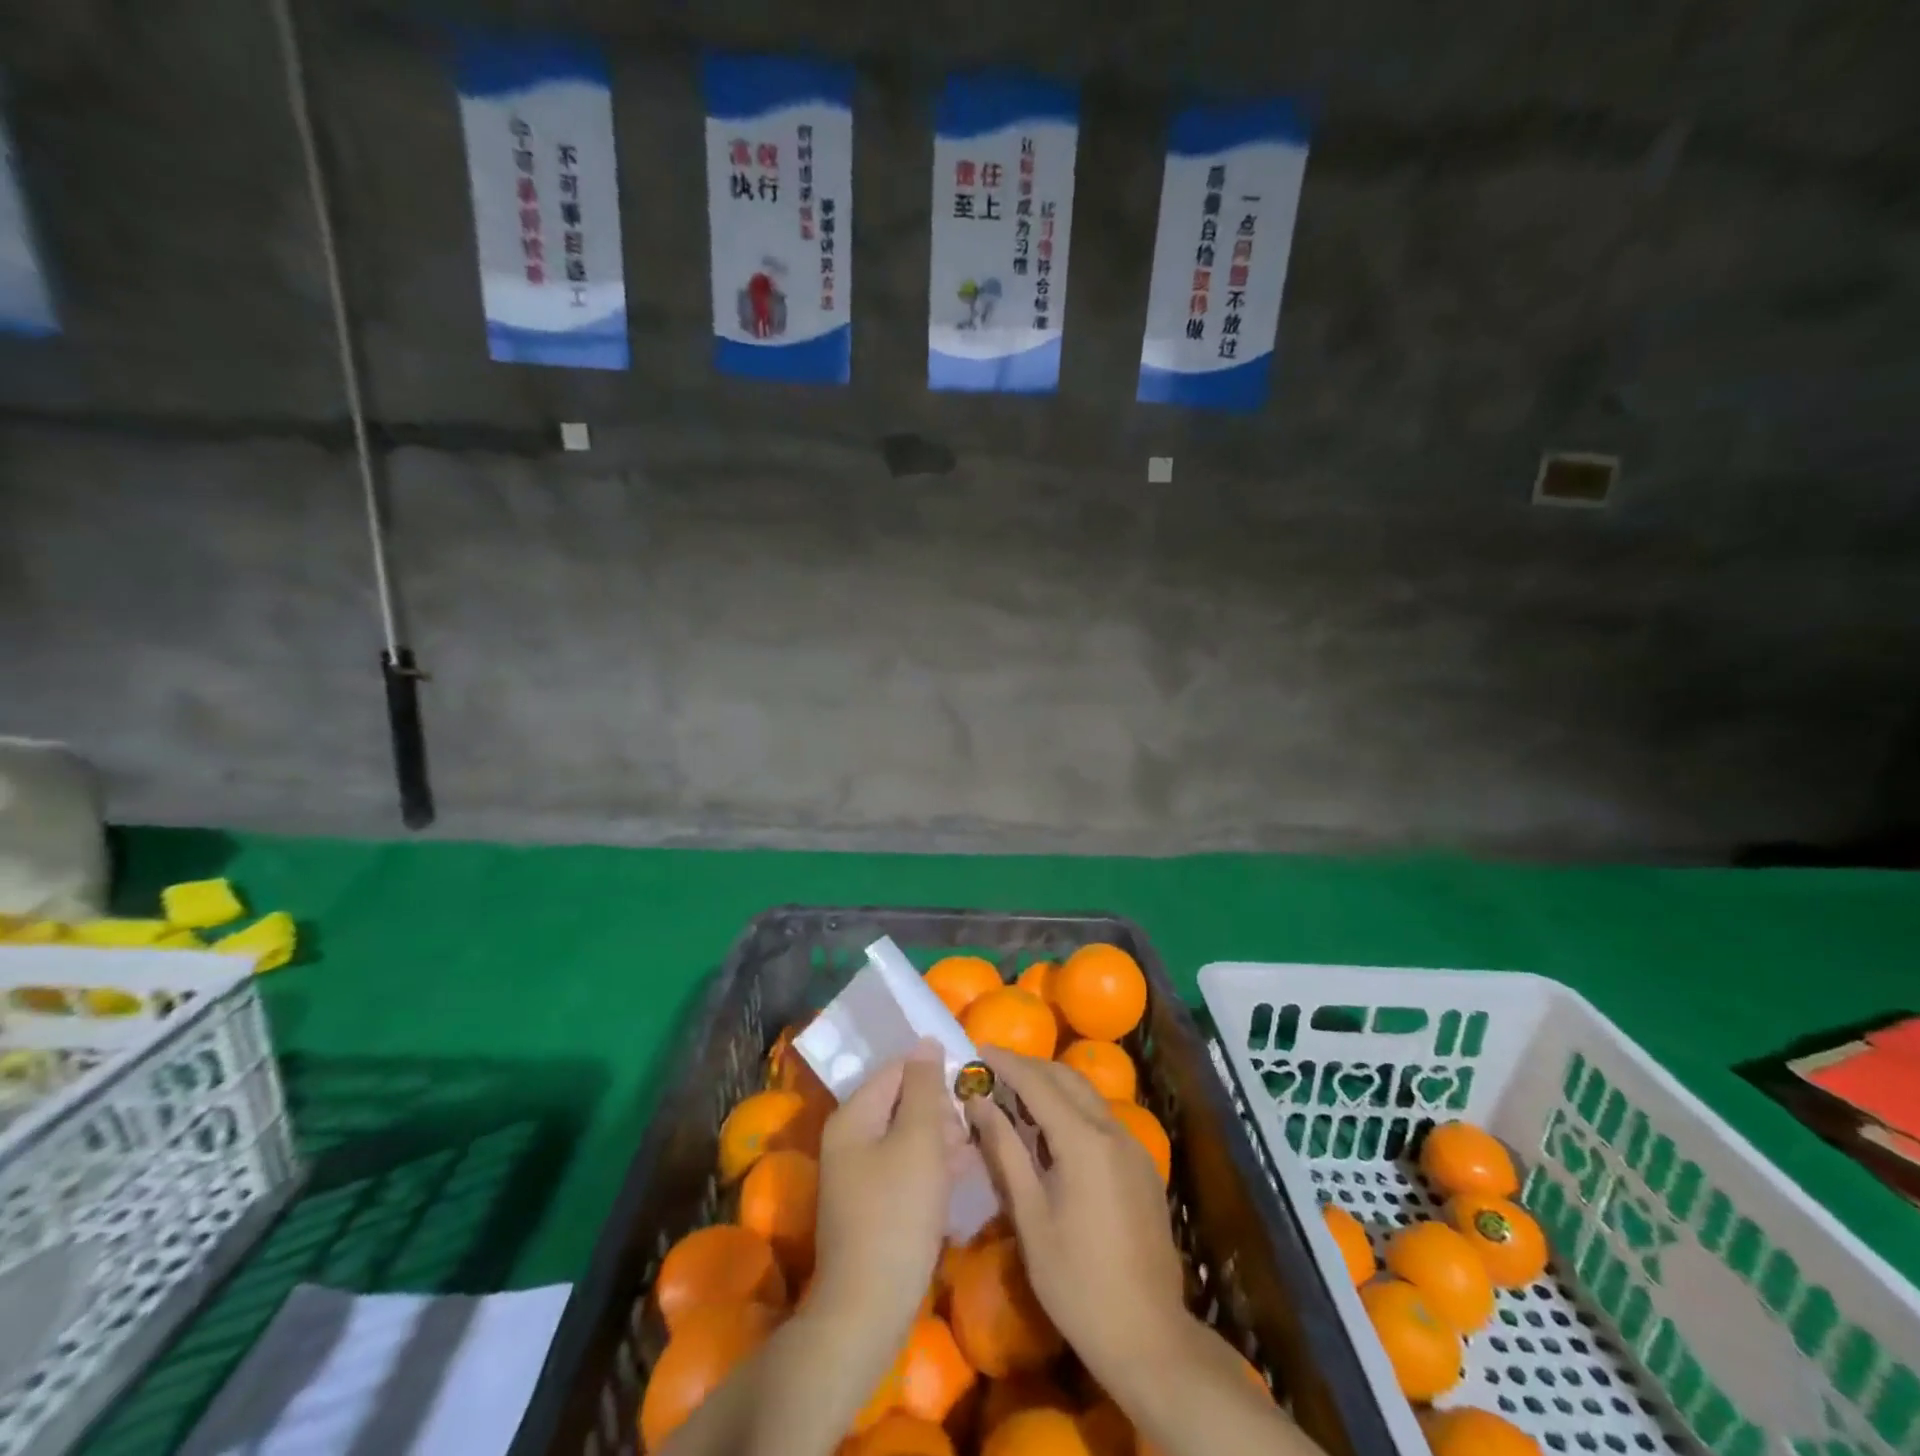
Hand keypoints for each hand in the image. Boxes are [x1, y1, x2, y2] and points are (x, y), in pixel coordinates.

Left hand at [811, 1041, 962, 1341]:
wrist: (868, 1310)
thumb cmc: (896, 1213)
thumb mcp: (918, 1140)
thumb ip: (924, 1087)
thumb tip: (926, 1042)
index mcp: (854, 1116)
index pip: (897, 1070)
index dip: (933, 1071)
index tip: (970, 1082)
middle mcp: (851, 1139)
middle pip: (902, 1102)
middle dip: (940, 1107)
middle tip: (975, 1122)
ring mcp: (861, 1175)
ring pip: (908, 1137)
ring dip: (942, 1138)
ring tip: (976, 1147)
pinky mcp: (875, 1206)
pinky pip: (908, 1169)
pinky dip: (934, 1167)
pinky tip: (965, 1174)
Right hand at [963, 1048, 1186, 1376]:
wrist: (1148, 1336)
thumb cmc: (1077, 1282)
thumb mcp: (1030, 1217)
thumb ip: (1005, 1151)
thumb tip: (979, 1101)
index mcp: (1084, 1140)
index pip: (1038, 1082)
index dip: (1007, 1063)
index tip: (978, 1050)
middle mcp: (1113, 1131)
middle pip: (1067, 1079)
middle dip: (1030, 1067)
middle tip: (994, 1069)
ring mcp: (1134, 1147)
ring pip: (1088, 1096)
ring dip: (1053, 1085)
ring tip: (1017, 1093)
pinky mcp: (1142, 1166)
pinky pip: (1103, 1119)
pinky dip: (1073, 1109)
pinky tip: (1053, 1130)